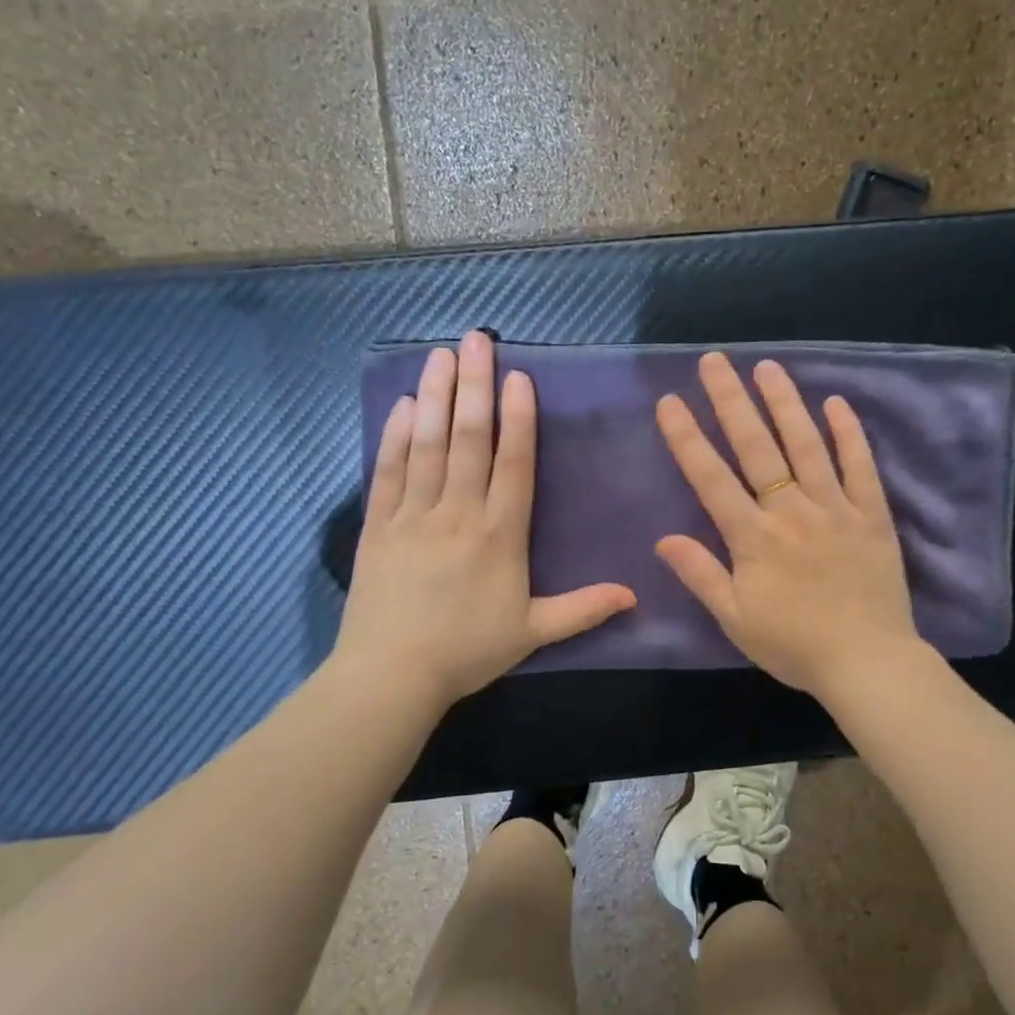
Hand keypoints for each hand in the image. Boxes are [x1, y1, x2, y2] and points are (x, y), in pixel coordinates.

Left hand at [332, 331, 636, 710]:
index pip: (513, 463)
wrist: (391, 675)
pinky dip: (394, 436)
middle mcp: (458, 512)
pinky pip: (388, 471)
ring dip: (434, 396)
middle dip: (474, 385)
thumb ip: (583, 609)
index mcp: (499, 534)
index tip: (518, 377)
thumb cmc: (466, 651)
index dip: (518, 417)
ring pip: (427, 444)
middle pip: (468, 438)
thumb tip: (635, 595)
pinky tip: (401, 405)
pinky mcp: (379, 525)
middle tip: (476, 339)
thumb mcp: (532, 632)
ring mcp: (414, 515)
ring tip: (440, 354)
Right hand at [654, 353, 921, 696]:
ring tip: (767, 367)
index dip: (687, 437)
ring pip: (806, 445)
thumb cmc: (794, 645)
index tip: (671, 401)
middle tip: (714, 361)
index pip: (711, 477)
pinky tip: (835, 402)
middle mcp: (791, 511)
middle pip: (756, 447)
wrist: (867, 663)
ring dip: (784, 403)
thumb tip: (663, 539)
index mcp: (753, 537)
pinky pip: (860, 466)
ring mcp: (835, 508)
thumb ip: (701, 574)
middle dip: (731, 401)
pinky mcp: (871, 515)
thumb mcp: (736, 619)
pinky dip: (848, 433)